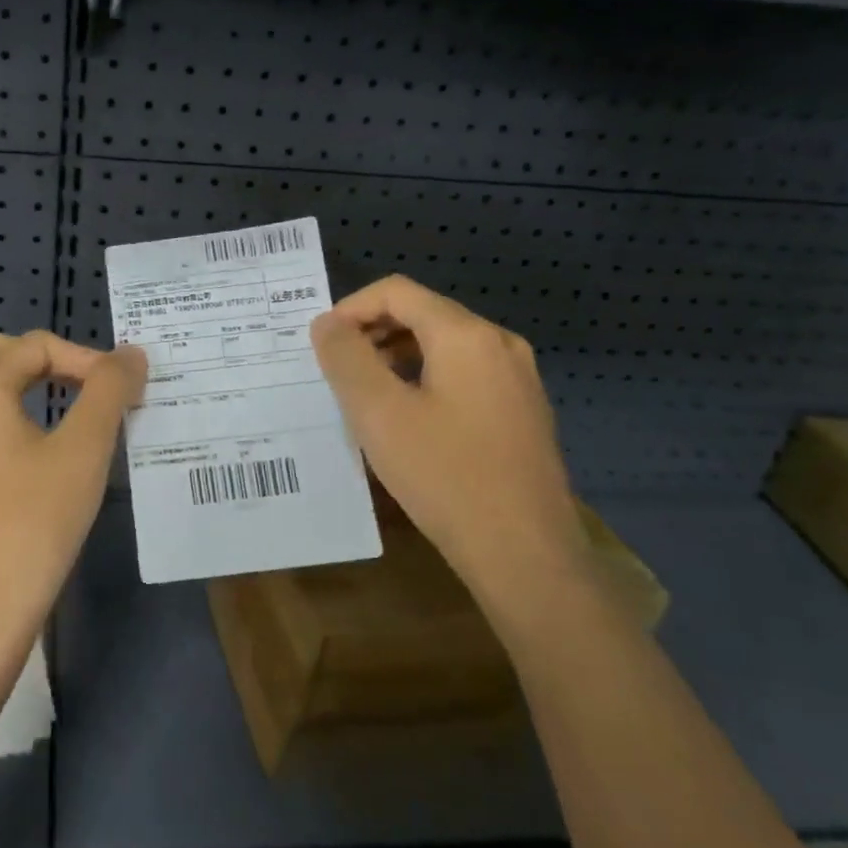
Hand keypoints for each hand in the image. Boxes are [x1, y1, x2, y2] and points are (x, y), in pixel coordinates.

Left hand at [0, 330, 146, 653]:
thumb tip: (130, 354)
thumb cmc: (35, 522)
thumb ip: (109, 391)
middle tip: (85, 386)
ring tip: (51, 403)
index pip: (36, 346)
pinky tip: (25, 445)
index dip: (86, 358)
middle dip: (44, 358)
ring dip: (12, 380)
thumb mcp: (84, 450)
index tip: (123, 390)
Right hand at [310, 276, 582, 599]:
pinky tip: (408, 420)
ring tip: (366, 396)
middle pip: (423, 314)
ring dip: (397, 356)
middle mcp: (500, 344)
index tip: (322, 345)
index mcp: (466, 335)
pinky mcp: (524, 411)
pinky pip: (465, 374)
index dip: (350, 309)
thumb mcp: (378, 414)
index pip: (396, 292)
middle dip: (373, 333)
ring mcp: (518, 379)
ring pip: (444, 345)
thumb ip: (346, 358)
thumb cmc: (444, 477)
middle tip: (338, 371)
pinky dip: (426, 379)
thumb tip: (327, 323)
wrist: (526, 556)